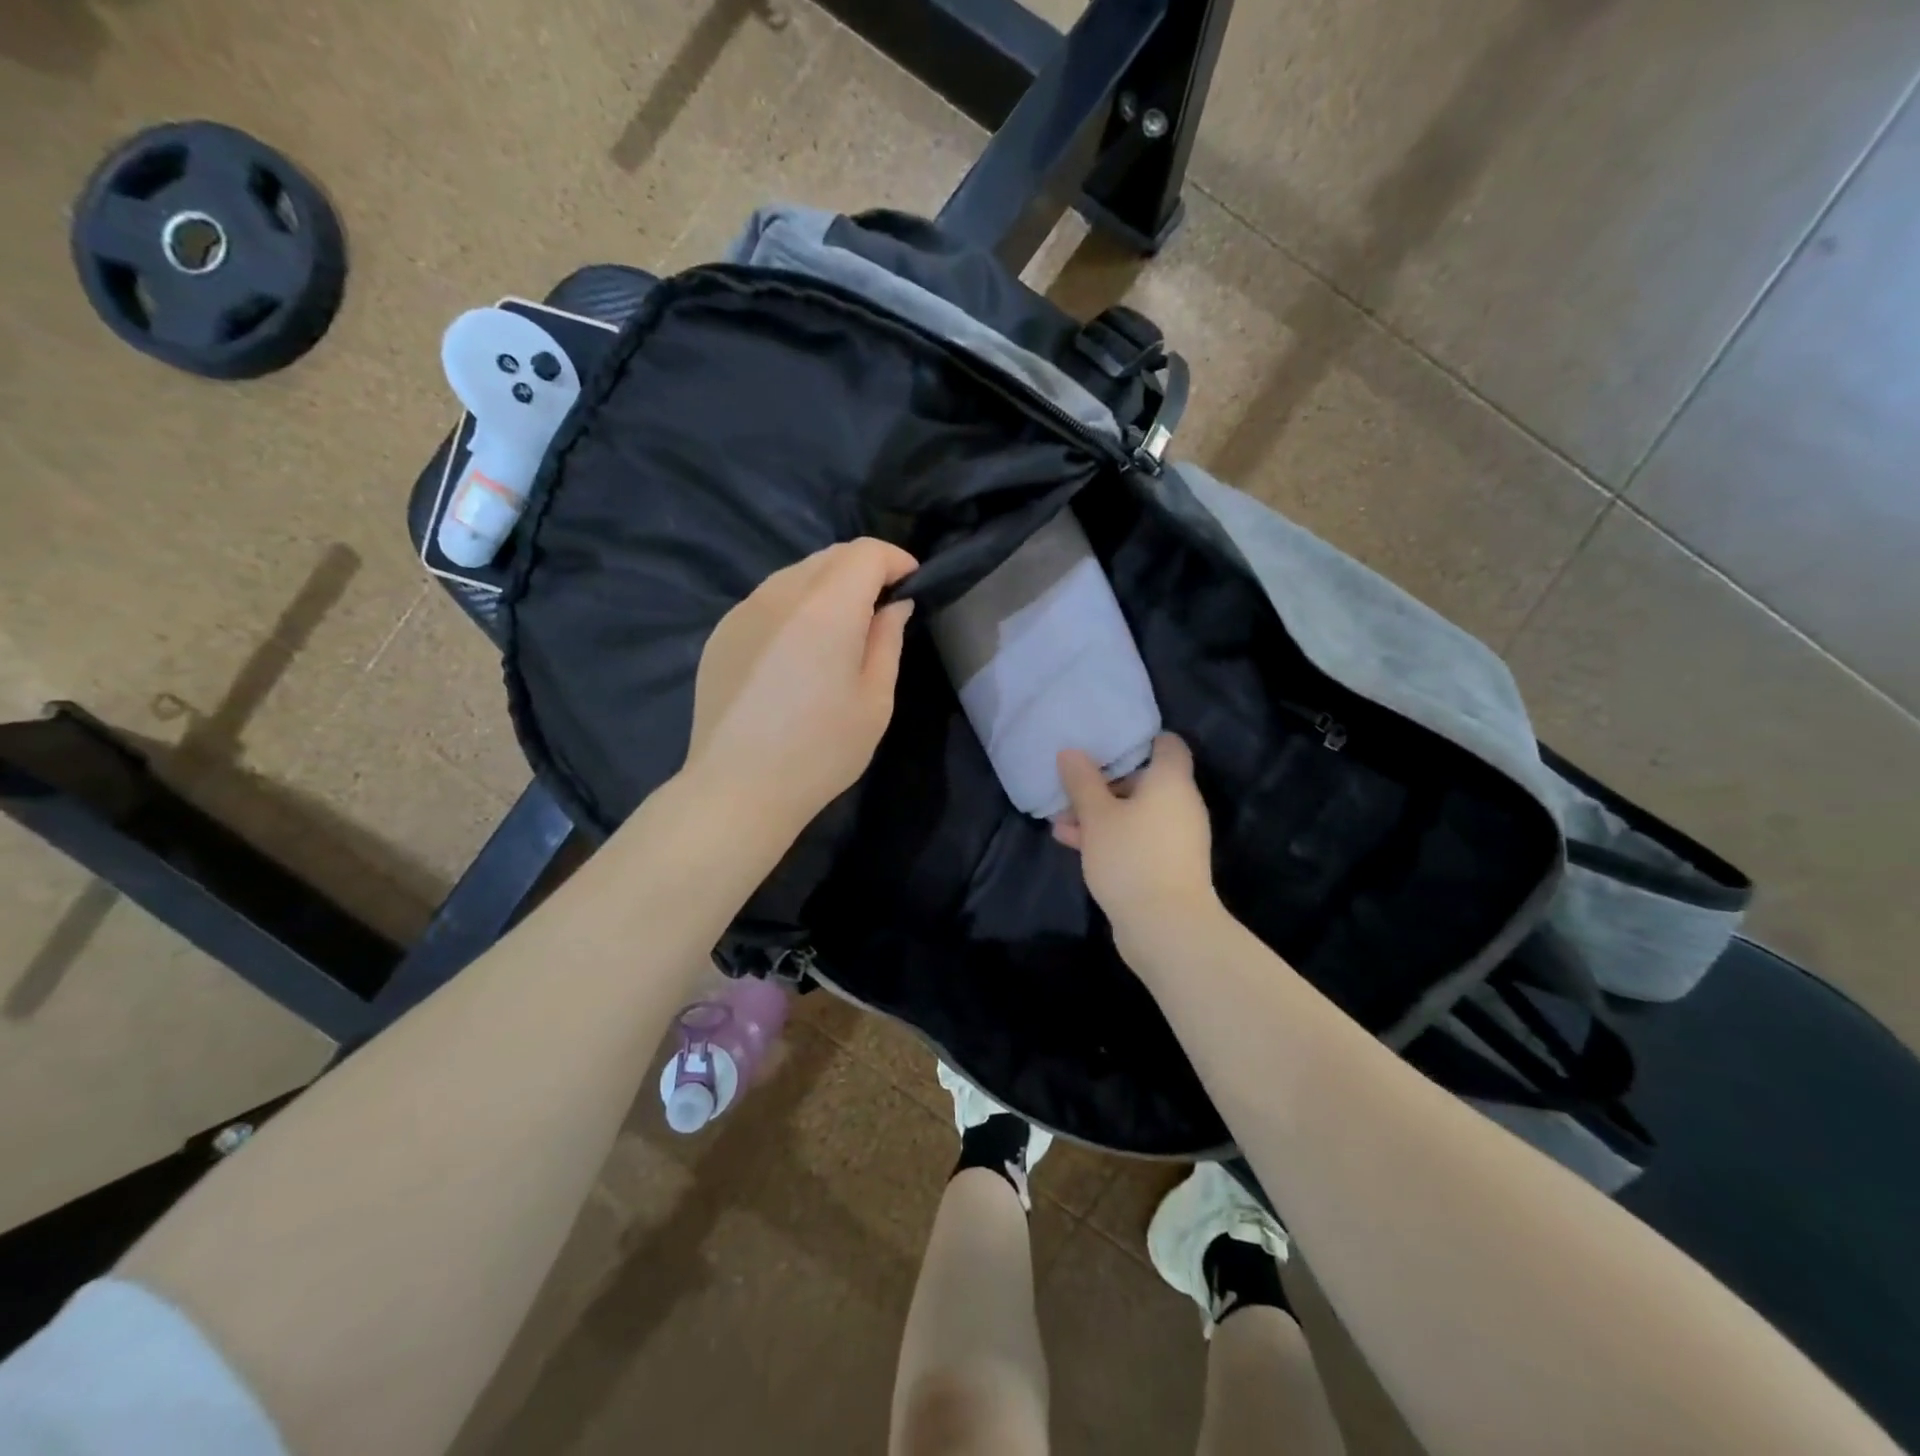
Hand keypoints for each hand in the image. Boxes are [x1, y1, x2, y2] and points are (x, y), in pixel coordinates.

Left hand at [686, 538, 918, 840]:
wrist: (738, 788)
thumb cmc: (821, 751)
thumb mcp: (875, 701)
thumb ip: (888, 641)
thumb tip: (893, 605)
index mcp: (826, 609)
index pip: (865, 553)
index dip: (895, 559)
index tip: (912, 583)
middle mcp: (780, 595)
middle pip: (829, 556)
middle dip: (863, 569)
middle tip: (881, 608)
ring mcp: (744, 611)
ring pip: (795, 574)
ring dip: (827, 586)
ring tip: (840, 629)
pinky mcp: (722, 632)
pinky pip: (768, 599)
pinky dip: (795, 606)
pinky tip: (798, 650)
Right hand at [1053, 734, 1219, 940]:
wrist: (1166, 927)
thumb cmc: (1132, 857)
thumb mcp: (1097, 816)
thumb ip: (1082, 781)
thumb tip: (1071, 752)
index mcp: (1171, 781)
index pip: (1167, 744)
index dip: (1139, 739)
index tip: (1105, 742)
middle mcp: (1181, 804)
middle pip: (1144, 779)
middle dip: (1104, 782)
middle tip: (1070, 785)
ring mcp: (1176, 837)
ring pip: (1135, 812)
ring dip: (1100, 813)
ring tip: (1060, 818)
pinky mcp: (1167, 864)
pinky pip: (1137, 837)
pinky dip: (1110, 835)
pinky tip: (1071, 841)